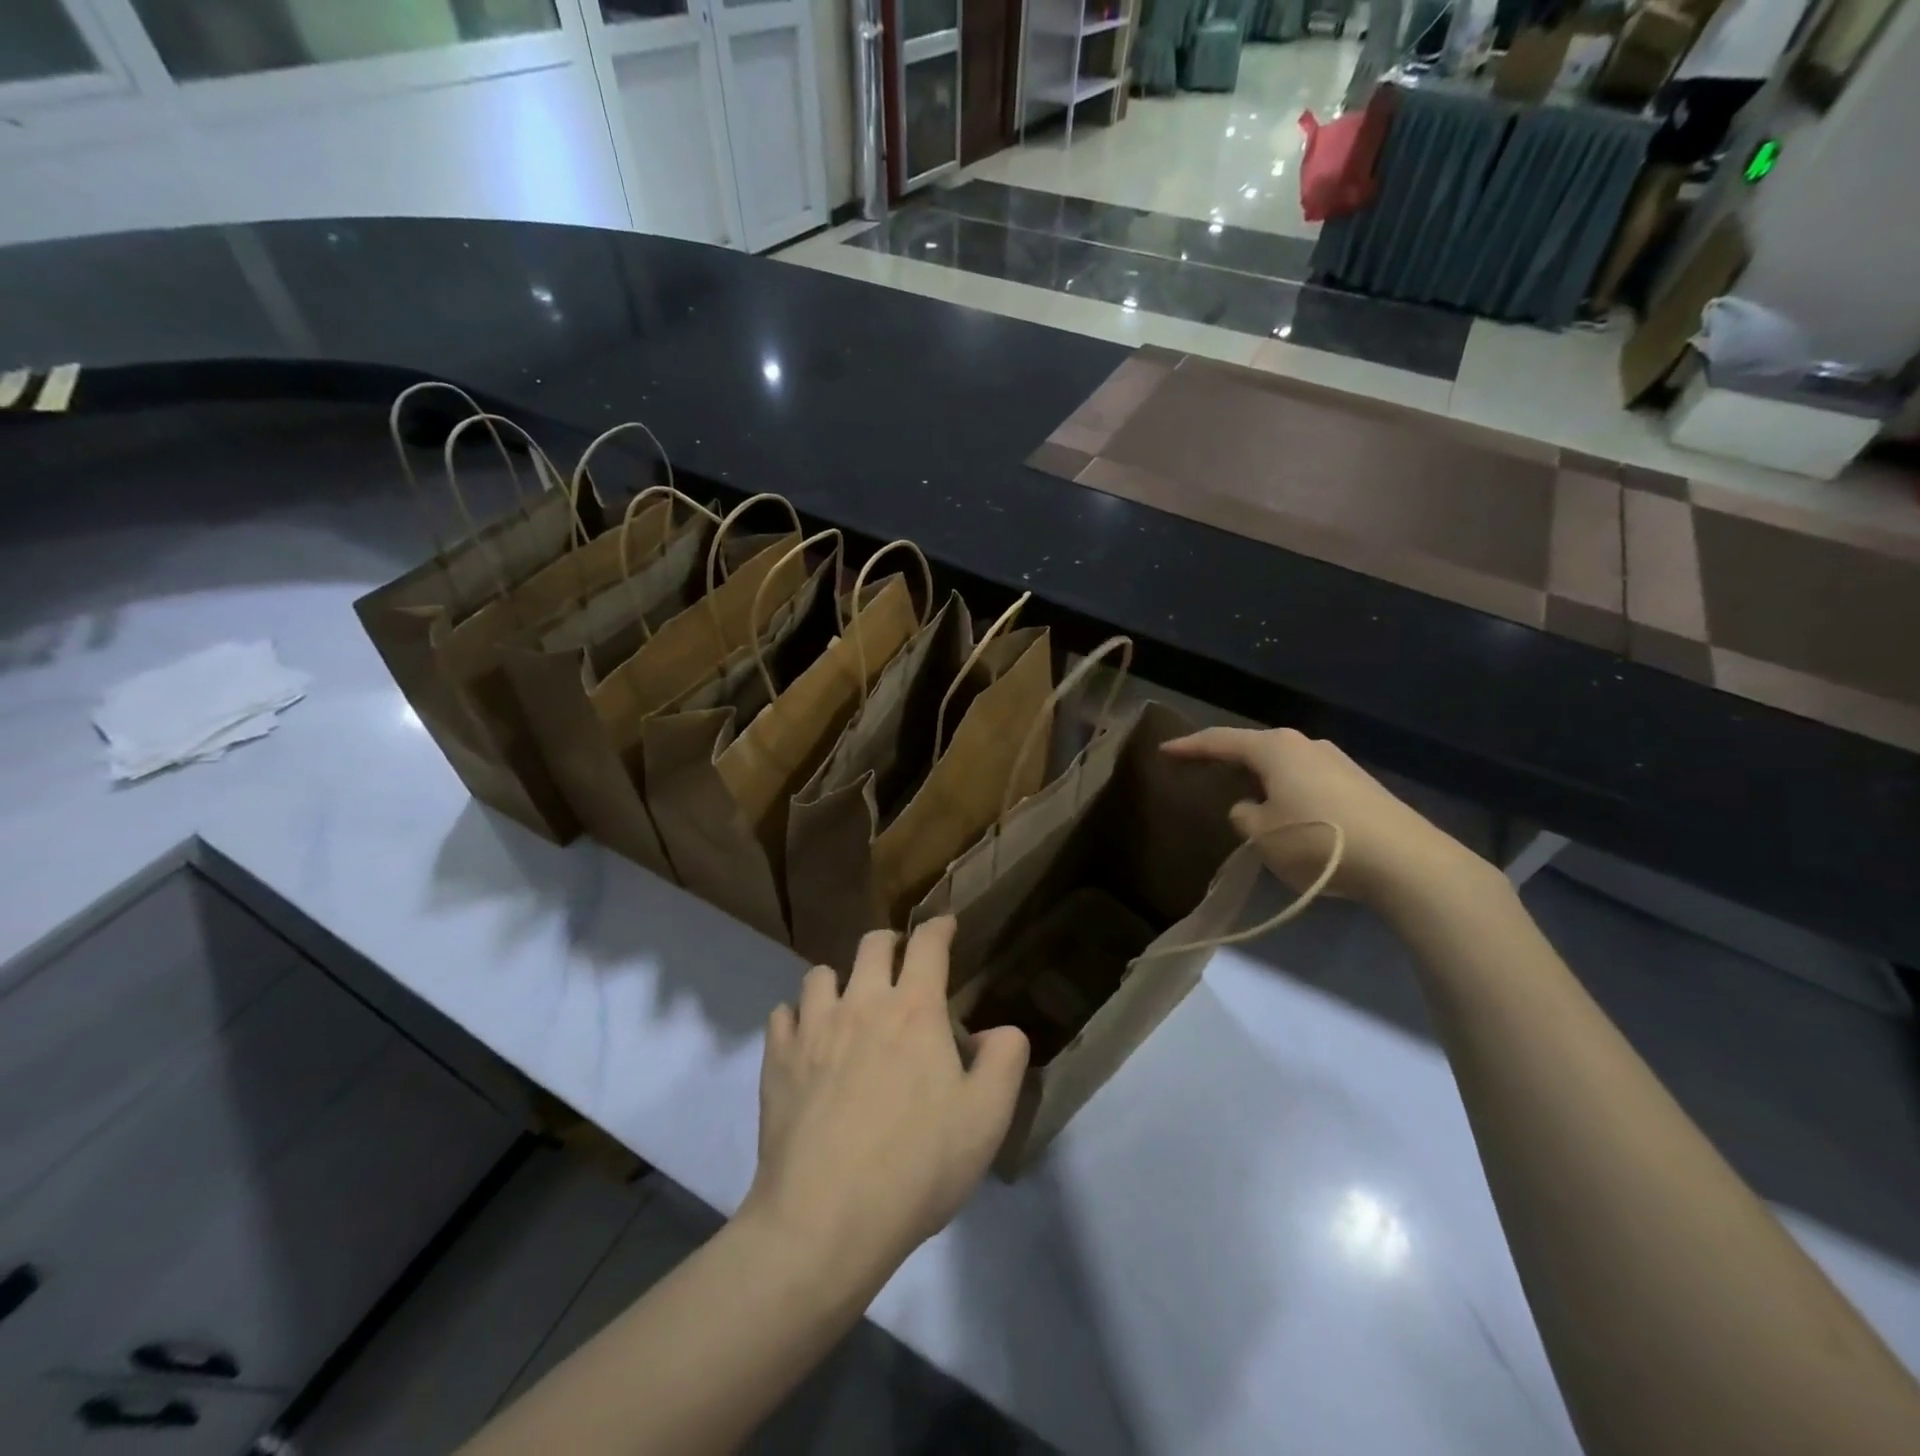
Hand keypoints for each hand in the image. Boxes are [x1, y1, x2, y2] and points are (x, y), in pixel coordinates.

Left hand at [745, 919, 1029, 1288]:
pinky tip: (806, 1041)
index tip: (946, 924)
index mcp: (914, 1010)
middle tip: (900, 964)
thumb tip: (998, 1031)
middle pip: (872, 944)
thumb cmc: (917, 1166)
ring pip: (821, 973)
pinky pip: (783, 1014)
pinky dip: (797, 1017)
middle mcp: (861, 1003)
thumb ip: (1005, 1061)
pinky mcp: (777, 1059)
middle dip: (890, 943)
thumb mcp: (987, 1118)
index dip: (940, 926)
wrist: (825, 1220)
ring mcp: (813, 1028)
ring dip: (840, 979)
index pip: (928, 944)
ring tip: (849, 1005)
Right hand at [1162, 726, 1480, 908]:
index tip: (1164, 749)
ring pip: (1285, 764)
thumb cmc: (1318, 841)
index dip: (1189, 746)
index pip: (1220, 741)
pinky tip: (1290, 813)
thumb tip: (1251, 807)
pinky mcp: (1360, 784)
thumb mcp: (1262, 835)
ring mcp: (1338, 762)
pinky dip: (1289, 791)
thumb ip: (1244, 816)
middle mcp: (1306, 744)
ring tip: (1247, 796)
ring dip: (1263, 777)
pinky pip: (1309, 780)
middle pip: (1256, 747)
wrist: (1406, 862)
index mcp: (1275, 748)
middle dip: (1230, 758)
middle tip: (1205, 769)